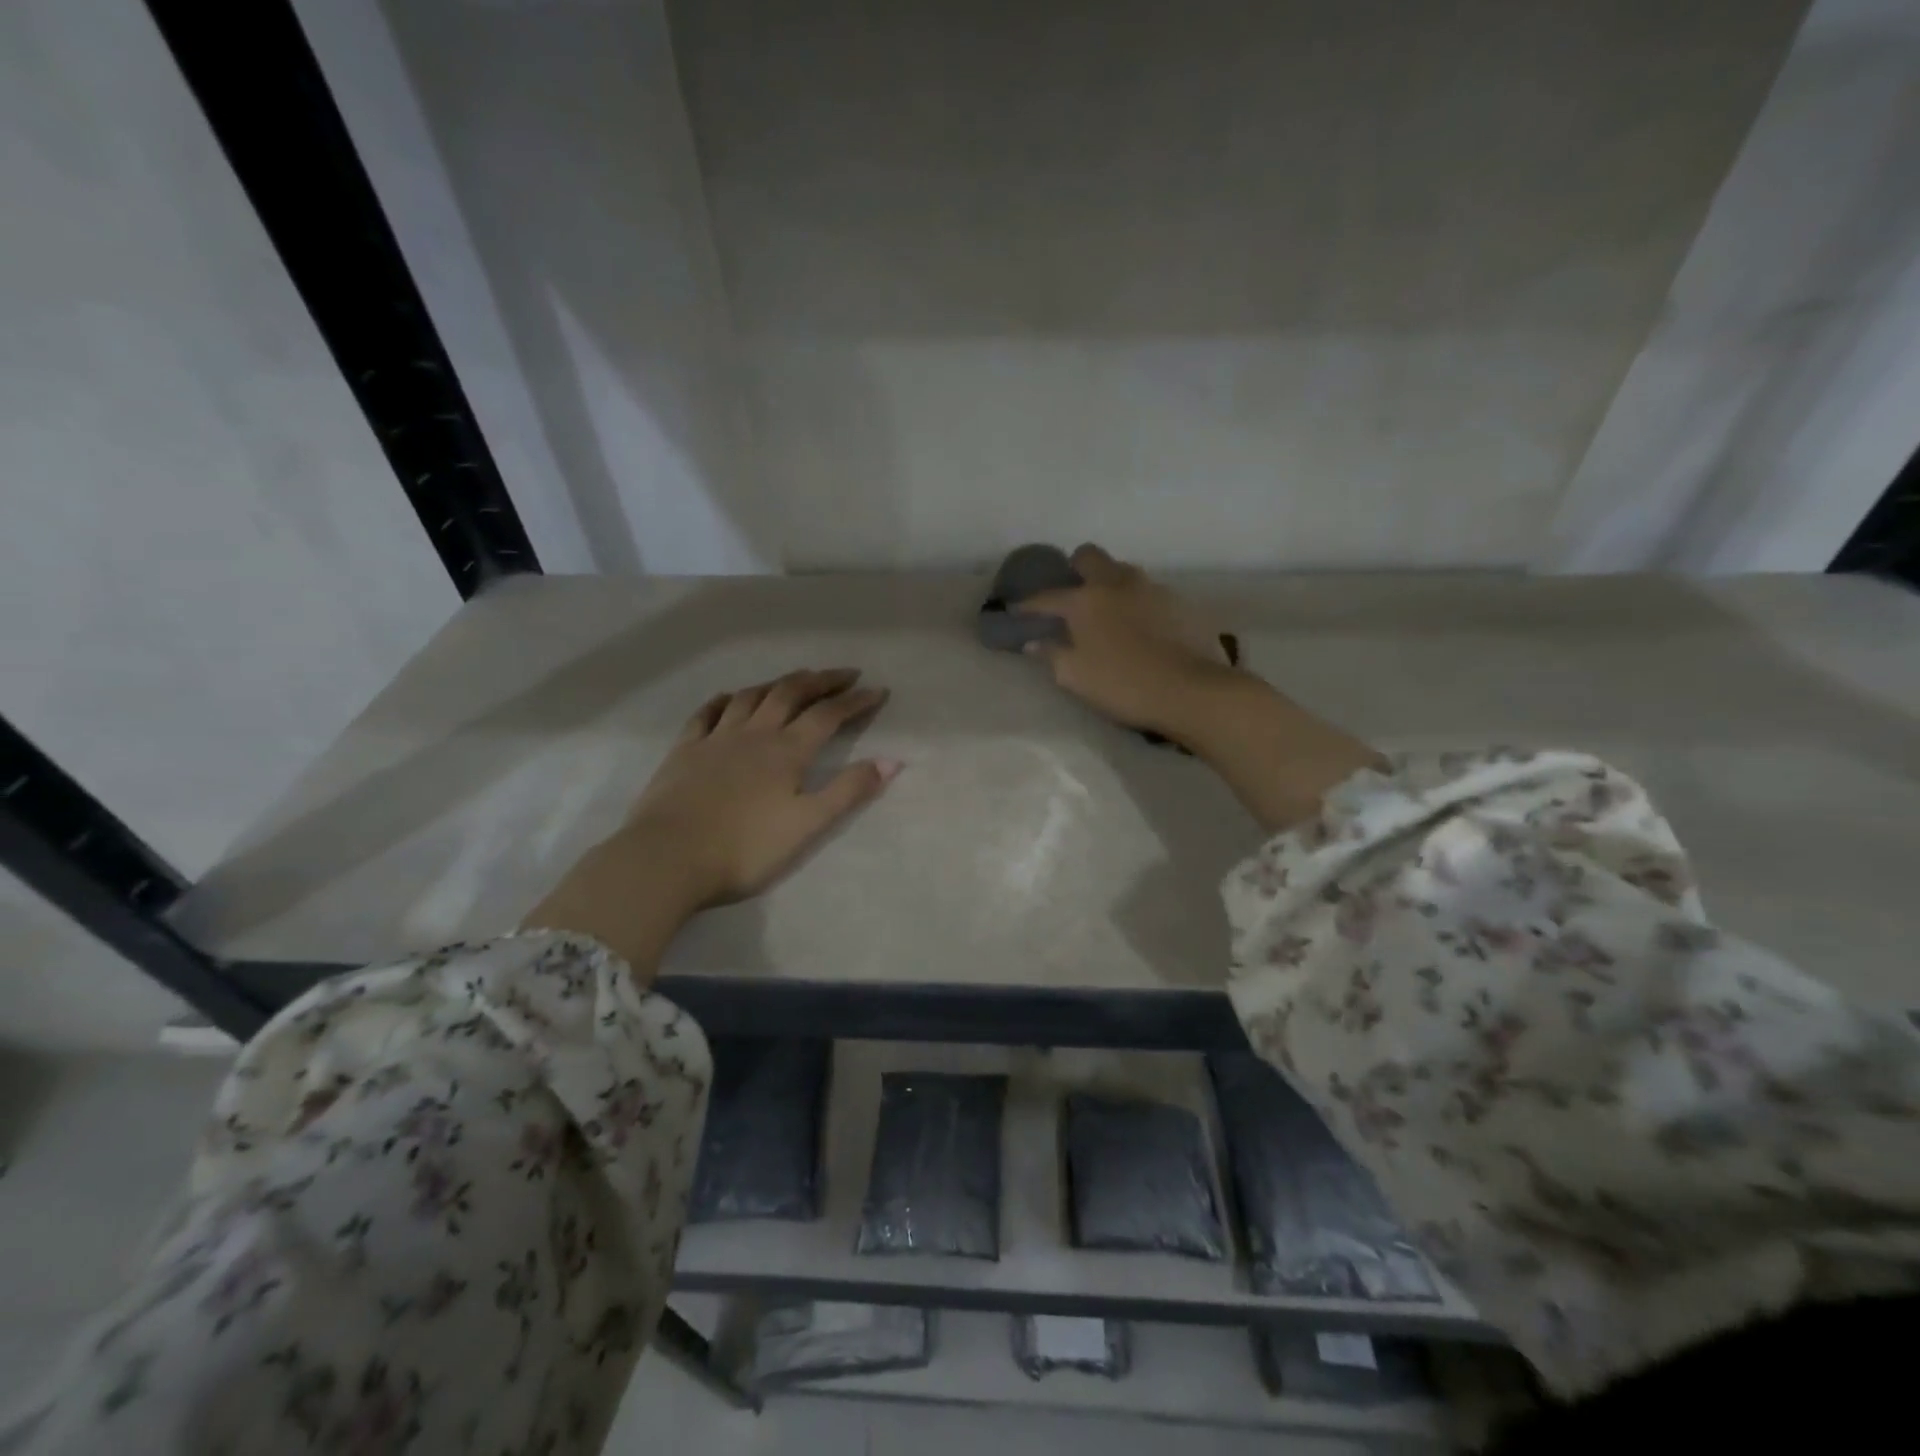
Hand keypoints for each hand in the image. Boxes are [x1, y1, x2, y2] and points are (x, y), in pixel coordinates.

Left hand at [627, 668, 900, 905]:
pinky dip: (725, 699)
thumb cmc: (744, 849)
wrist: (667, 858)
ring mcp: (715, 738)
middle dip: (821, 680)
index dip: (856, 701)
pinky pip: (707, 712)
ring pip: (751, 696)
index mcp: (787, 751)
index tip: (878, 690)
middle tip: (844, 674)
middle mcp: (754, 734)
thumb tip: (892, 760)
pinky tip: (731, 697)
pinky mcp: (685, 750)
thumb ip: (849, 791)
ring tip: (795, 680)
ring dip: (778, 683)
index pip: (828, 715)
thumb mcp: (807, 825)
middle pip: (791, 693)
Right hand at [1018, 545, 1381, 829]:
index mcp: (1086, 600)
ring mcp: (1153, 589)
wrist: (1192, 691)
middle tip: (1071, 594)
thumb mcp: (1076, 677)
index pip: (1048, 596)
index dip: (1028, 604)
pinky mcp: (1180, 602)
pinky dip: (1137, 603)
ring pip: (1123, 572)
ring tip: (1108, 612)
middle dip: (1075, 569)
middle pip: (1090, 557)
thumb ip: (1052, 654)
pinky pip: (1149, 592)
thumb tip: (1035, 642)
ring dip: (1110, 584)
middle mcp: (1117, 583)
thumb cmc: (1124, 685)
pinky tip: (1140, 627)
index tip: (1016, 611)